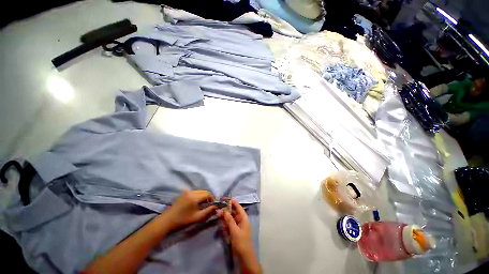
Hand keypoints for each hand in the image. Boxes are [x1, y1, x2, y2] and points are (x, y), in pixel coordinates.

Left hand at [162, 190, 216, 230]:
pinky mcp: (183, 193)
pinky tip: (195, 203)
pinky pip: (194, 192)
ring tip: (201, 205)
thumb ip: (208, 211)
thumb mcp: (197, 217)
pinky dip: (198, 196)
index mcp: (194, 197)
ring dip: (203, 196)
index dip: (212, 198)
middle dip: (208, 197)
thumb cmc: (183, 220)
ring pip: (199, 191)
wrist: (167, 220)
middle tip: (207, 205)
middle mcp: (191, 192)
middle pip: (204, 191)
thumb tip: (216, 206)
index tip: (212, 205)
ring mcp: (186, 191)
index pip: (207, 194)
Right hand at [218, 199, 251, 253]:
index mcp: (243, 216)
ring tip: (218, 216)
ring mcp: (237, 225)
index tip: (222, 198)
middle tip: (217, 210)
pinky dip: (225, 224)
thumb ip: (228, 219)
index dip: (230, 201)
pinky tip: (222, 226)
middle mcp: (240, 219)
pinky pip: (228, 224)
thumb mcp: (234, 229)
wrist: (244, 257)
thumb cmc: (241, 241)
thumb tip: (222, 209)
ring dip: (224, 217)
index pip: (236, 205)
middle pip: (232, 211)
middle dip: (225, 210)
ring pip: (229, 217)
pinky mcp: (233, 230)